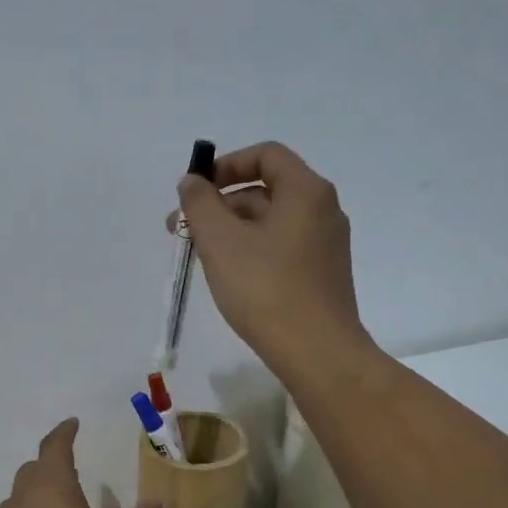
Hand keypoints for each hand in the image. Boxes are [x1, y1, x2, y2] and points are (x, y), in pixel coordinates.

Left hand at [0, 419, 165, 507]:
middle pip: (31, 472)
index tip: (72, 424)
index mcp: (53, 492)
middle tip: (69, 474)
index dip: (63, 433)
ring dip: (34, 501)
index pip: (54, 448)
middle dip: (49, 466)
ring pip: (15, 504)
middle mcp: (19, 504)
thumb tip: (160, 502)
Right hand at [176, 142, 371, 374]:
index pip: (266, 155)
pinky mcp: (322, 275)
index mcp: (306, 191)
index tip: (195, 190)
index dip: (226, 165)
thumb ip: (200, 204)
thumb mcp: (221, 241)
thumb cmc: (265, 289)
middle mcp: (323, 211)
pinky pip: (281, 248)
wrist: (316, 352)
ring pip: (271, 223)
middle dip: (219, 204)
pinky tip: (229, 277)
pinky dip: (251, 250)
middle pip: (266, 190)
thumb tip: (192, 181)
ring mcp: (325, 245)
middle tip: (182, 230)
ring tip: (198, 256)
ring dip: (231, 230)